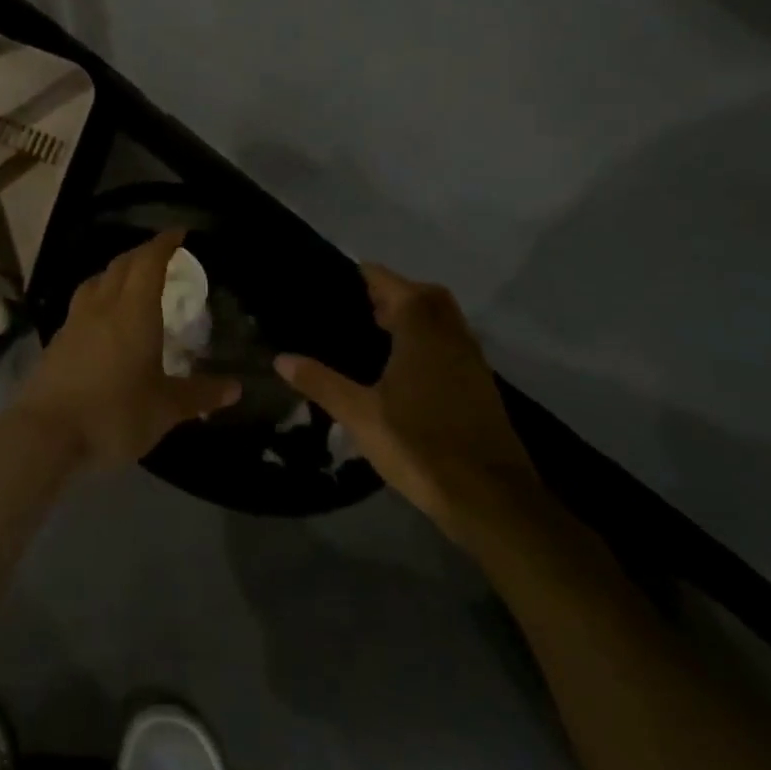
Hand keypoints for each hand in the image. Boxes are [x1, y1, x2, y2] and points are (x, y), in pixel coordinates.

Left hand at [14, 230, 241, 469]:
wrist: (45, 435)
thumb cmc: (114, 414)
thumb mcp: (165, 409)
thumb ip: (200, 395)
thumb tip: (234, 388)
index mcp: (134, 312)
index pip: (148, 262)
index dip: (164, 244)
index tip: (178, 233)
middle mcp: (102, 307)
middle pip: (121, 266)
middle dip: (142, 254)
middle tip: (161, 255)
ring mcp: (75, 323)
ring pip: (96, 282)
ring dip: (116, 273)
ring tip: (130, 281)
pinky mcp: (58, 343)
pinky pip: (82, 305)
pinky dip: (99, 298)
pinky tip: (104, 320)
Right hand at [276, 265, 536, 526]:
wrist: (490, 496)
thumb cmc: (419, 445)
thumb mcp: (360, 415)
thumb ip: (321, 382)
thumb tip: (281, 358)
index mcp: (421, 331)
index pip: (393, 285)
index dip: (370, 276)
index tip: (347, 273)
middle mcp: (451, 334)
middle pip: (426, 296)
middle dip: (396, 292)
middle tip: (363, 306)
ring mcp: (471, 359)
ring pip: (444, 319)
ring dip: (416, 315)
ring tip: (380, 332)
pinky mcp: (480, 384)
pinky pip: (452, 343)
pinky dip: (430, 339)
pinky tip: (406, 368)